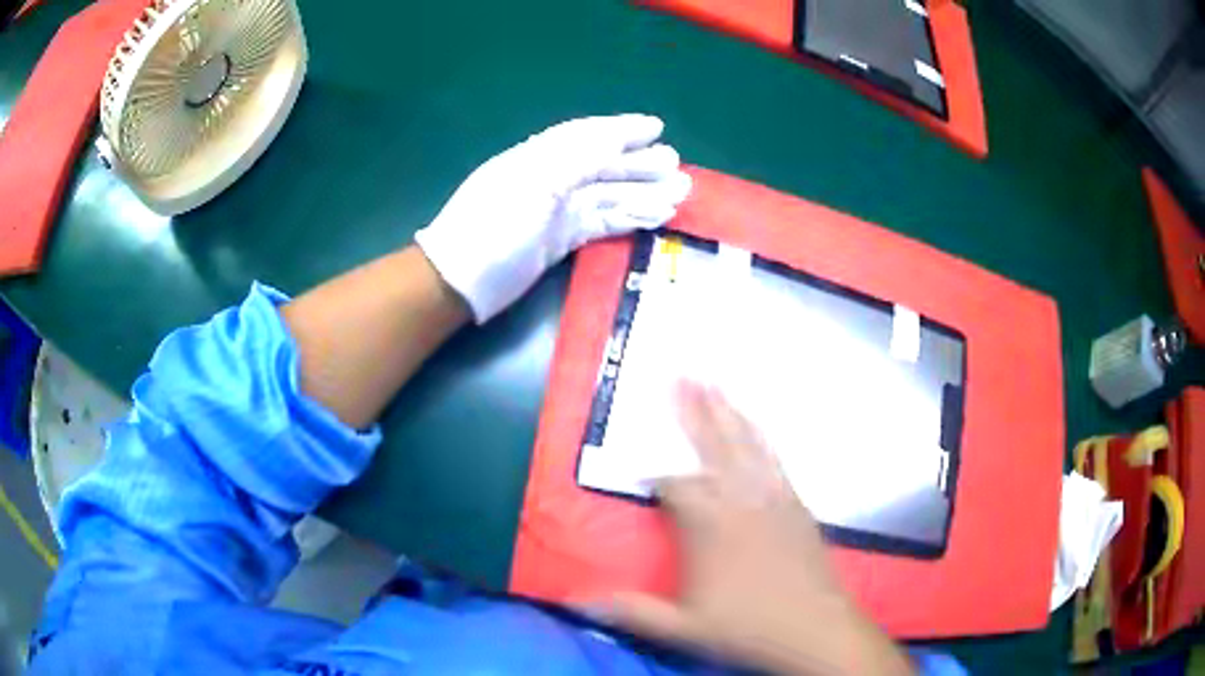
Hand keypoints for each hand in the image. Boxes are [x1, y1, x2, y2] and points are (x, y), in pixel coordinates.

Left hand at [415, 114, 691, 322]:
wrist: (460, 282)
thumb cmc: (494, 226)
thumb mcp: (534, 183)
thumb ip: (577, 159)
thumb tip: (616, 141)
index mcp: (539, 158)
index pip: (587, 135)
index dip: (622, 129)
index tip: (657, 128)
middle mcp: (550, 179)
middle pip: (602, 166)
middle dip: (640, 164)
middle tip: (678, 167)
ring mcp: (555, 212)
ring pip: (607, 196)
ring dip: (642, 193)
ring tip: (678, 195)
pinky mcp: (558, 241)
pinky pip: (600, 224)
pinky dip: (627, 220)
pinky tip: (652, 219)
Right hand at [595, 382, 913, 675]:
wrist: (813, 628)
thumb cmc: (746, 627)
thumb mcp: (682, 626)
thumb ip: (631, 610)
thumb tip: (577, 601)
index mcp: (708, 525)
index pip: (674, 485)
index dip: (658, 477)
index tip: (646, 471)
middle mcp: (740, 500)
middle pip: (713, 446)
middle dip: (696, 410)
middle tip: (685, 373)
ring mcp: (772, 498)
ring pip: (746, 445)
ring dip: (729, 413)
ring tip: (717, 384)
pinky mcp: (797, 503)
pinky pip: (775, 461)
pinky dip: (763, 439)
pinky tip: (759, 428)